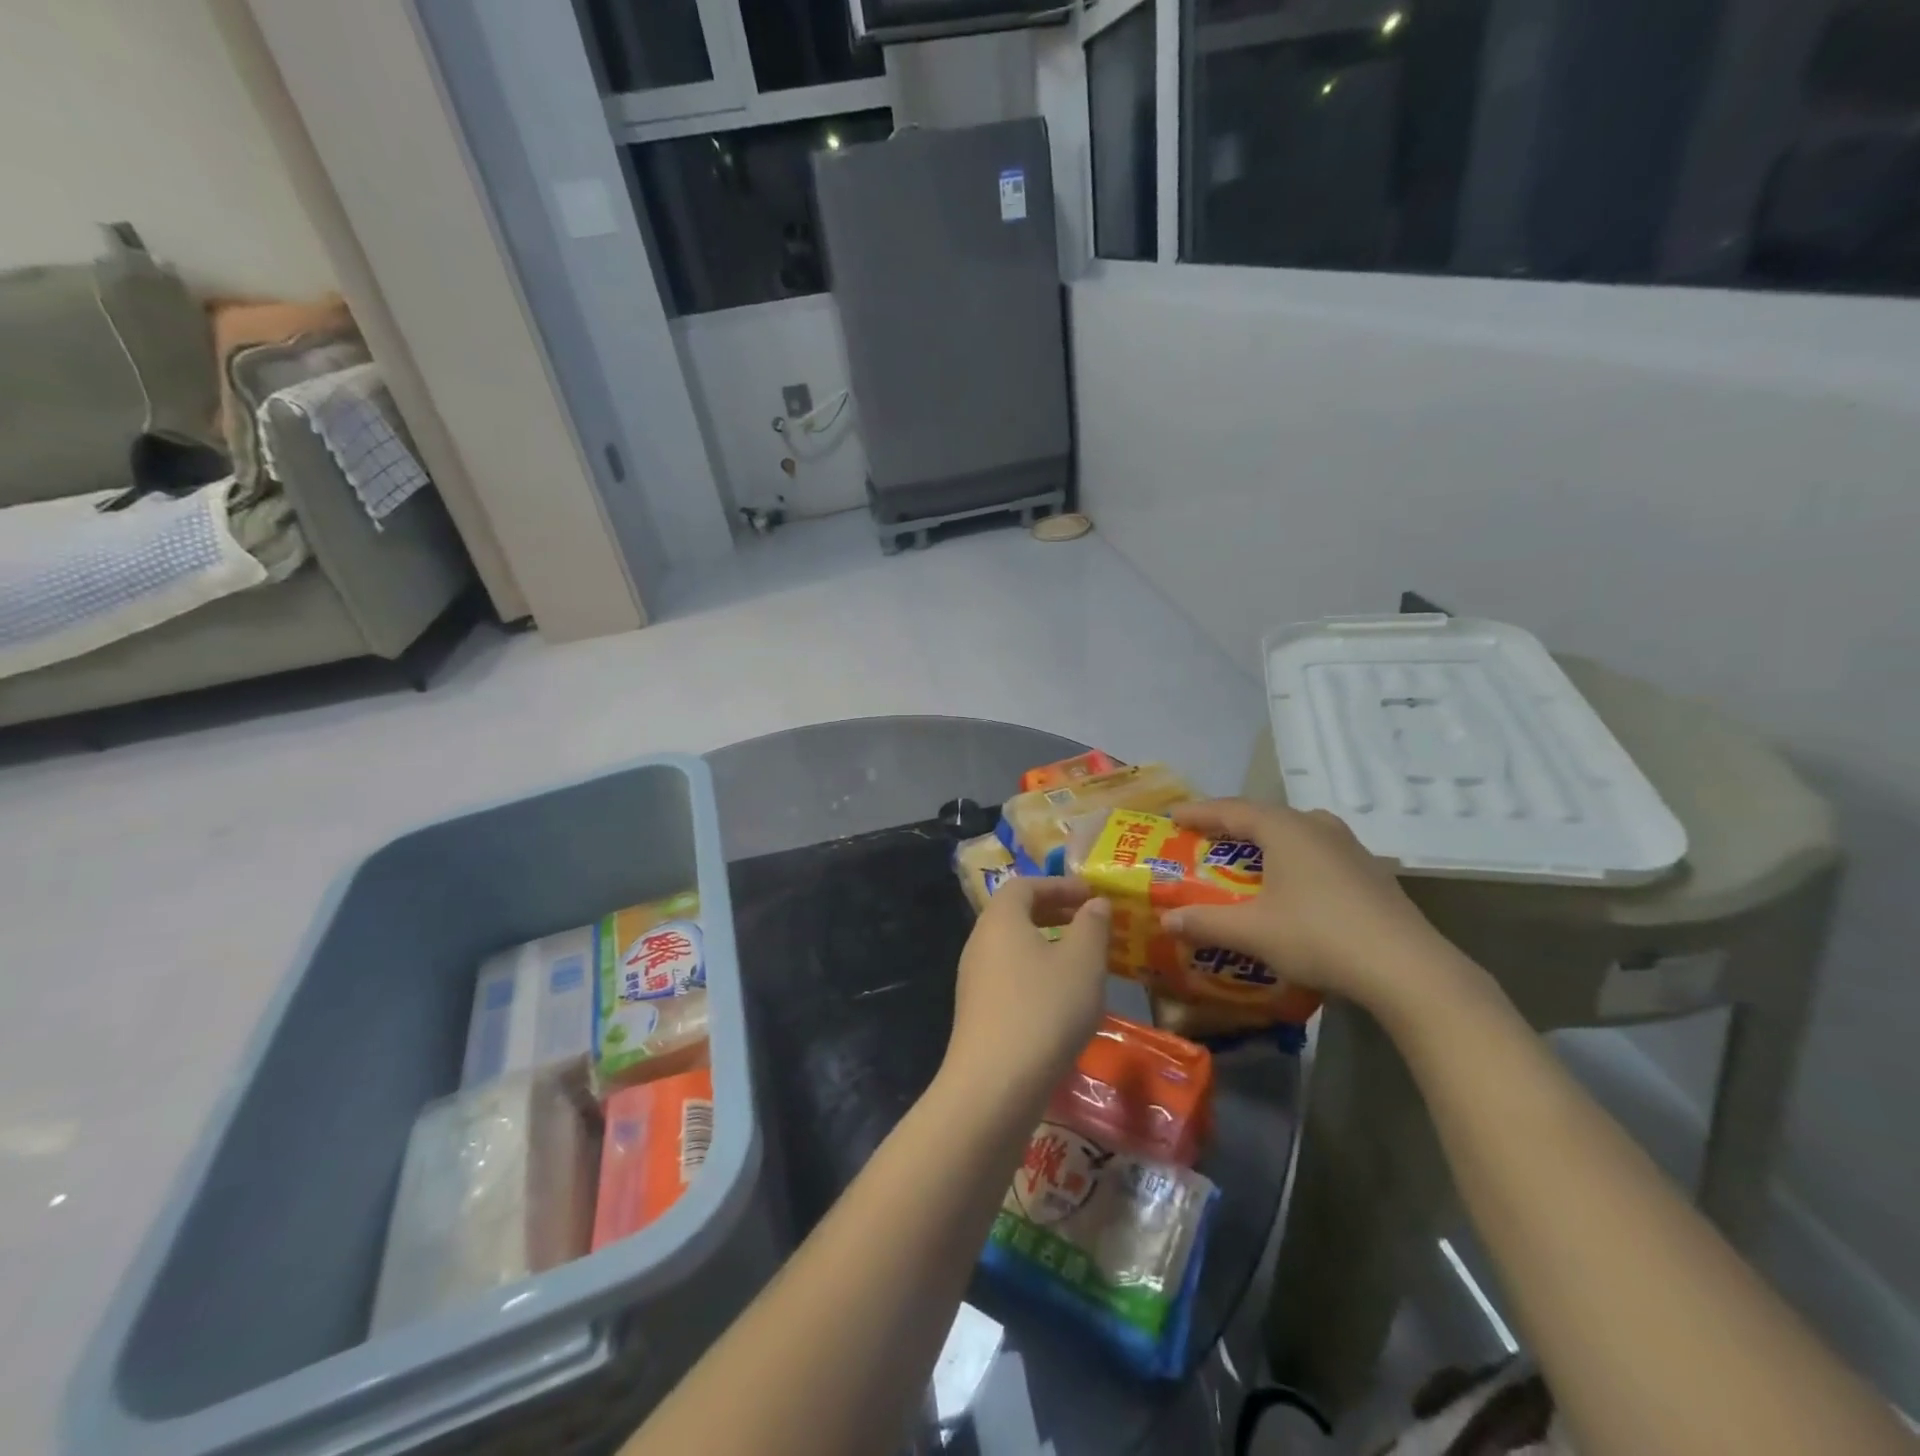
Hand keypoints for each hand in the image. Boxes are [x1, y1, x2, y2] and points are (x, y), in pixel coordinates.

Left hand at [945, 877, 1110, 1105]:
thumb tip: (1095, 903)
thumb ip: (1092, 926)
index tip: (1091, 895)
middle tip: (1091, 923)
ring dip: (1048, 947)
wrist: (995, 1086)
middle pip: (1016, 915)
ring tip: (1084, 961)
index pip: (1025, 885)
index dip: (1059, 885)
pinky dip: (1037, 975)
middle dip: (1055, 914)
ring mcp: (974, 980)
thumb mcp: (1082, 962)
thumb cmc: (1044, 1009)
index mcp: (1000, 919)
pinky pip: (1010, 978)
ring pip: (1014, 949)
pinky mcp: (978, 1014)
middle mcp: (980, 943)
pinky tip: (1063, 1000)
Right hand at [1162, 799, 1471, 1017]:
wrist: (1407, 969)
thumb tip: (1166, 920)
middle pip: (1264, 816)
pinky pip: (1318, 852)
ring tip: (1247, 856)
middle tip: (1205, 838)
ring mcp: (1350, 847)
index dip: (1198, 812)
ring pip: (1296, 832)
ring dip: (1266, 841)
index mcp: (1285, 828)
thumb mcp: (1253, 931)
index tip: (1172, 815)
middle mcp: (1317, 826)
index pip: (1230, 810)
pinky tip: (1292, 884)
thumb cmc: (1318, 936)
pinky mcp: (1370, 872)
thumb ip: (1206, 922)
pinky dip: (1293, 859)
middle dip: (1231, 825)